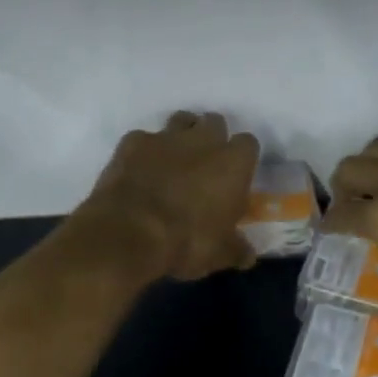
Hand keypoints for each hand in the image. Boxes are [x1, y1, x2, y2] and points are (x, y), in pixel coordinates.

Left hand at [80, 112, 259, 280]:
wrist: (129, 232)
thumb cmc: (186, 241)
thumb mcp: (218, 254)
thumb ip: (235, 248)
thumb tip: (248, 255)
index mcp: (233, 163)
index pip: (248, 143)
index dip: (241, 158)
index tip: (235, 175)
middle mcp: (203, 140)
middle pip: (214, 122)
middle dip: (211, 138)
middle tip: (204, 164)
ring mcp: (166, 137)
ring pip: (181, 121)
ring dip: (181, 135)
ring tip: (173, 160)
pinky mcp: (133, 141)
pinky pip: (143, 138)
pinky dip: (143, 151)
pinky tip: (138, 170)